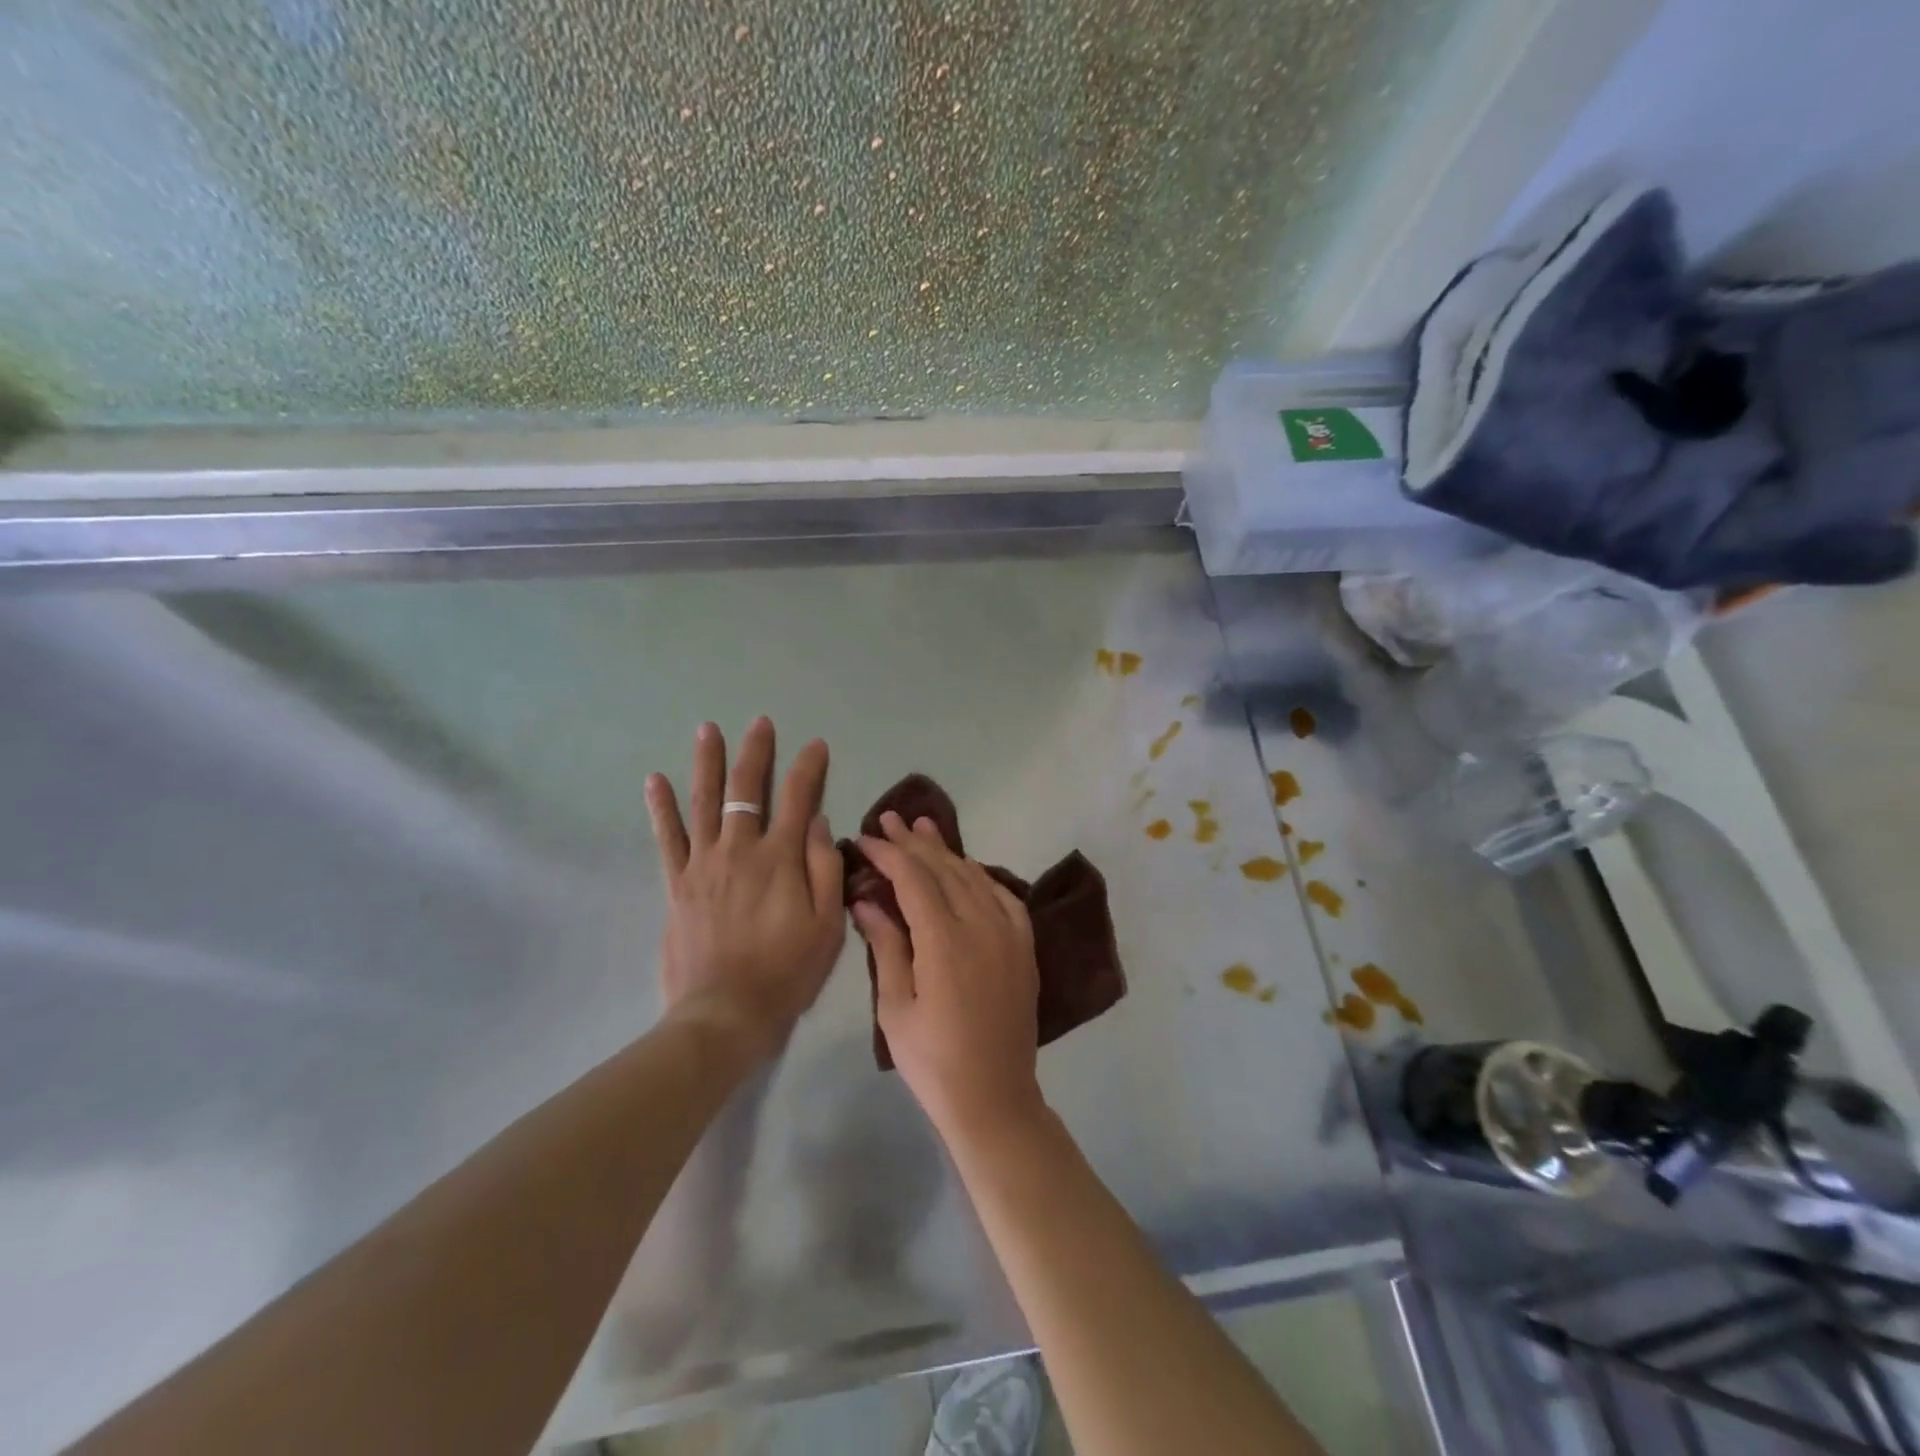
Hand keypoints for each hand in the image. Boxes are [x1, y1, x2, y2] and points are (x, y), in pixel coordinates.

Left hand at [646, 717, 844, 1060]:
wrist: (725, 1012)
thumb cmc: (787, 971)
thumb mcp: (827, 925)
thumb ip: (824, 868)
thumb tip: (816, 821)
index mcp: (781, 858)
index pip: (798, 798)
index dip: (809, 768)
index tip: (816, 745)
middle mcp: (740, 849)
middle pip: (746, 789)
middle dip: (756, 752)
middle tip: (759, 723)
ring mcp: (704, 864)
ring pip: (704, 802)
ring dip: (707, 763)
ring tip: (706, 729)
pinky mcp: (678, 884)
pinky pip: (668, 838)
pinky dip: (662, 808)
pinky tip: (656, 780)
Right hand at [852, 813, 1045, 1140]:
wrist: (995, 1098)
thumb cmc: (933, 1062)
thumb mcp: (896, 1008)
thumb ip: (886, 946)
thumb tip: (866, 900)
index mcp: (945, 942)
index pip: (914, 879)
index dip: (889, 854)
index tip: (867, 838)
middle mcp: (981, 926)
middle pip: (945, 869)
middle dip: (914, 842)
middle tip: (889, 817)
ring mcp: (1009, 934)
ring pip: (975, 876)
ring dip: (947, 851)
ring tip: (923, 827)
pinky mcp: (1024, 946)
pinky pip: (1003, 896)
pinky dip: (981, 875)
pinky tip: (967, 868)